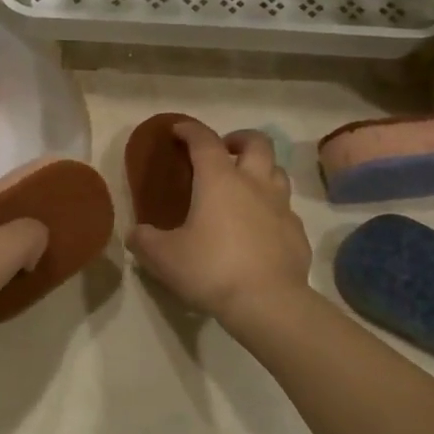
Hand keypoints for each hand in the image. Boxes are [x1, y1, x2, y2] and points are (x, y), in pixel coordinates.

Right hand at [127, 121, 311, 325]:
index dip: (190, 130)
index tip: (179, 130)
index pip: (204, 140)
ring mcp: (281, 207)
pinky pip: (285, 209)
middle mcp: (254, 183)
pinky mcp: (297, 232)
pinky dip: (271, 209)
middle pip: (256, 143)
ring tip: (244, 187)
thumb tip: (136, 234)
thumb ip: (145, 240)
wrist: (268, 303)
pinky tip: (259, 228)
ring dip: (261, 171)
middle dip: (238, 139)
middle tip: (223, 152)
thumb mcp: (164, 257)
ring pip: (277, 172)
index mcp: (219, 180)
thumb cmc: (211, 269)